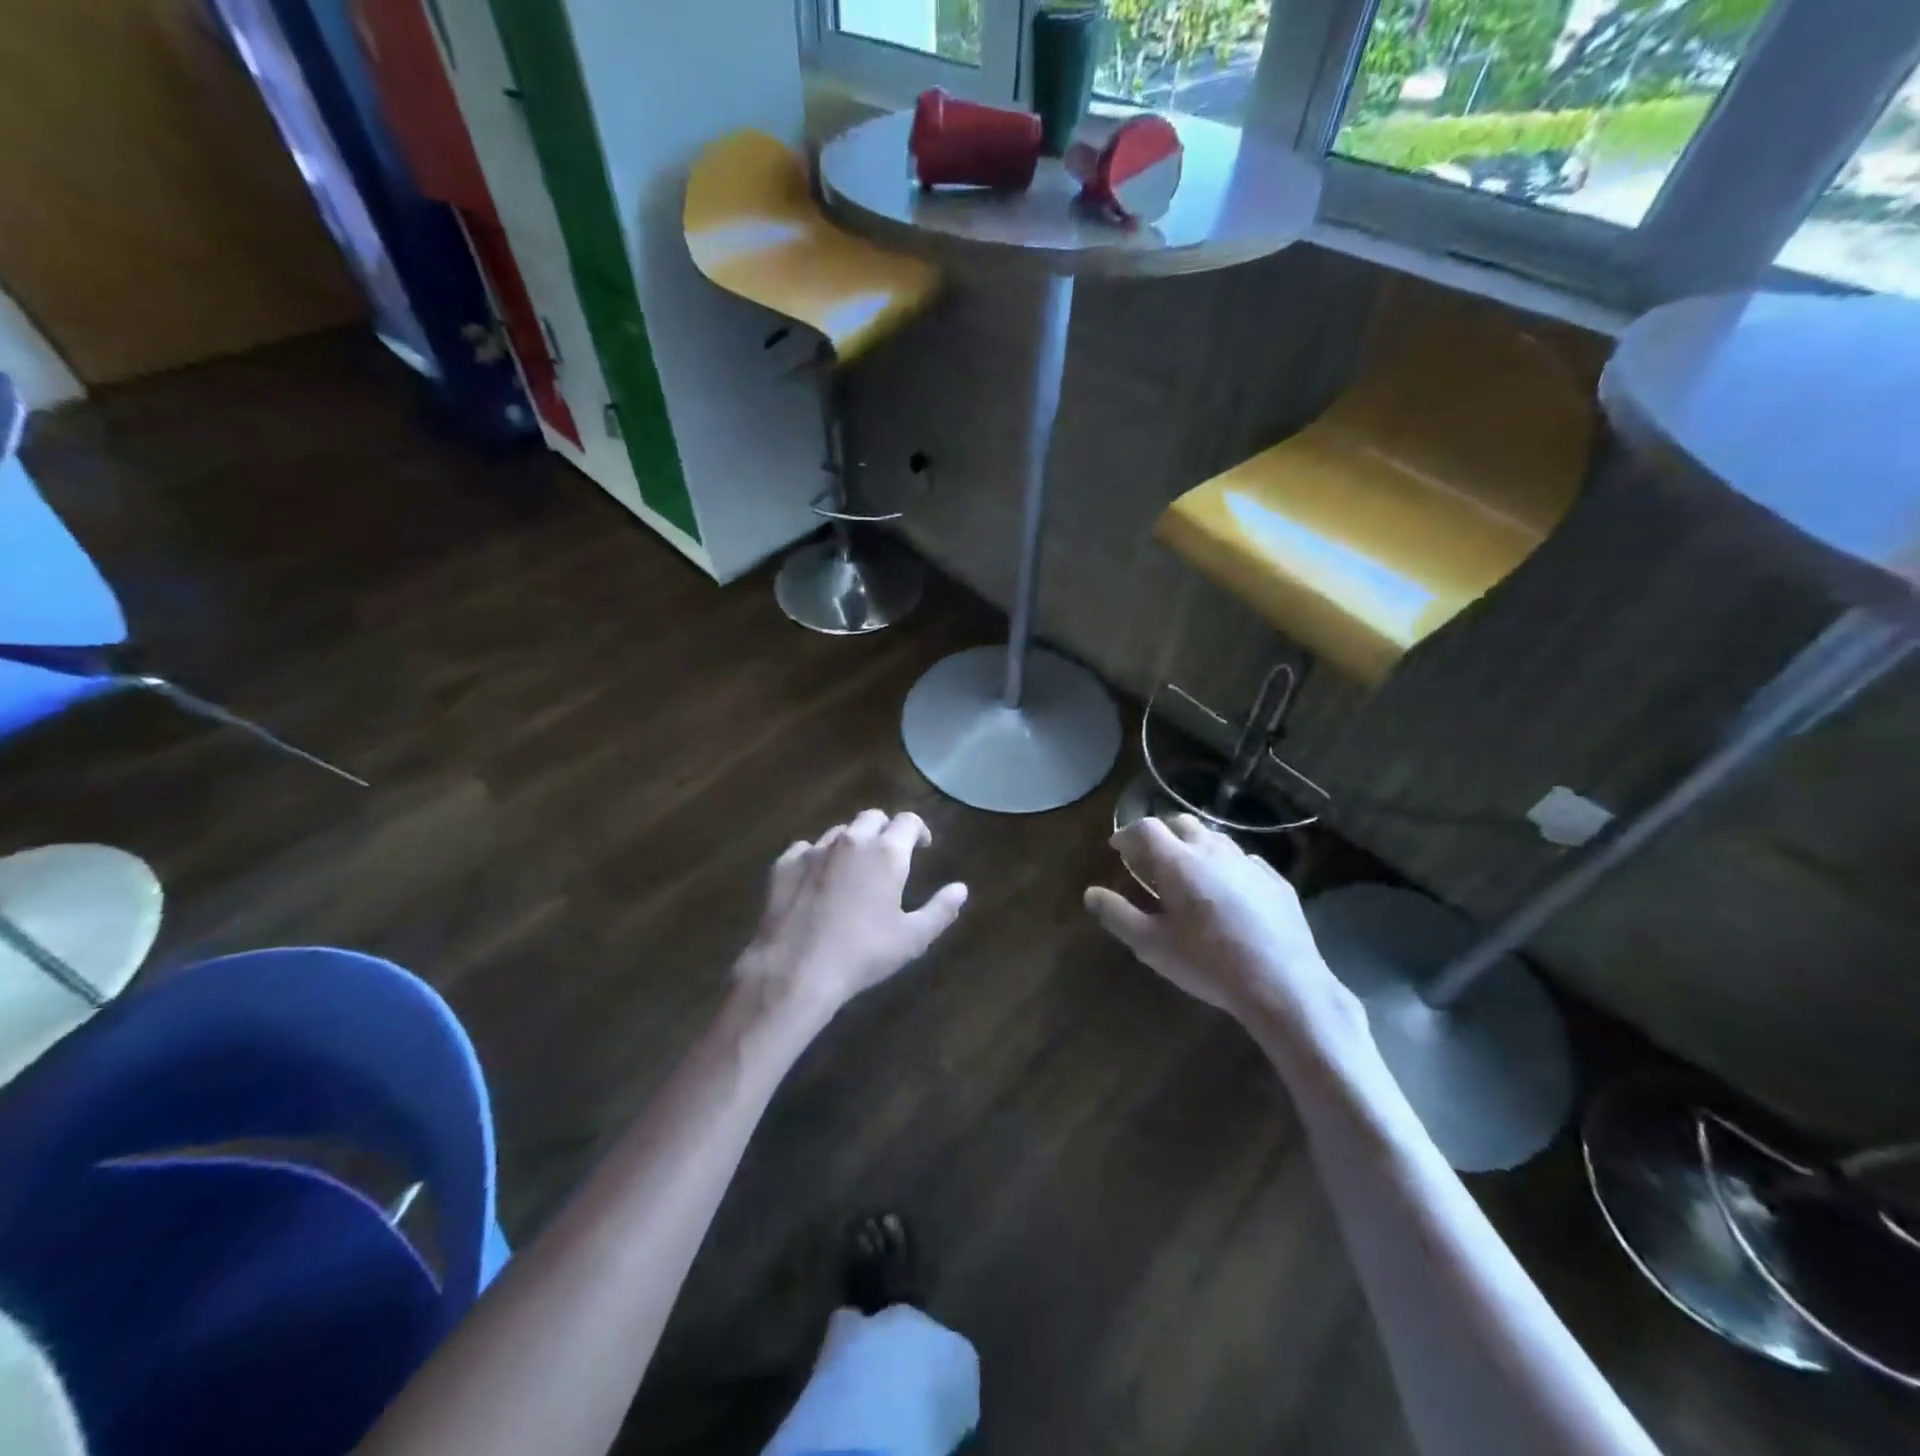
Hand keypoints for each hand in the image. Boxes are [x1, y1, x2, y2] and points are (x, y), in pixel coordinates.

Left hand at [736, 809, 967, 1024]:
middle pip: (872, 817)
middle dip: (885, 829)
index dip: (918, 830)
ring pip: (839, 831)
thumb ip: (941, 910)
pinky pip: (805, 848)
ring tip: (854, 866)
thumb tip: (961, 888)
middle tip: (889, 854)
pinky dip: (817, 856)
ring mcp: (814, 850)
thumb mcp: (913, 938)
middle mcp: (851, 841)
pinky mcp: (784, 865)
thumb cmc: (863, 954)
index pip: (908, 821)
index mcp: (887, 853)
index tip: (922, 846)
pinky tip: (816, 878)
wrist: (796, 970)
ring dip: (852, 841)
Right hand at [1084, 816, 1366, 1053]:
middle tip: (1150, 859)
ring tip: (1188, 872)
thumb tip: (1090, 893)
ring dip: (1194, 846)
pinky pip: (1243, 859)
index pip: (1145, 828)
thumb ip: (1117, 915)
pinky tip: (1227, 891)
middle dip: (1161, 834)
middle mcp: (1212, 851)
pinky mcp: (1276, 880)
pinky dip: (1226, 865)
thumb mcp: (1152, 945)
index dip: (1127, 833)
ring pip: (1214, 837)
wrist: (1283, 985)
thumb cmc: (1208, 964)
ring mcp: (1248, 863)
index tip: (1118, 849)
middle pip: (1181, 823)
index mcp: (1178, 862)